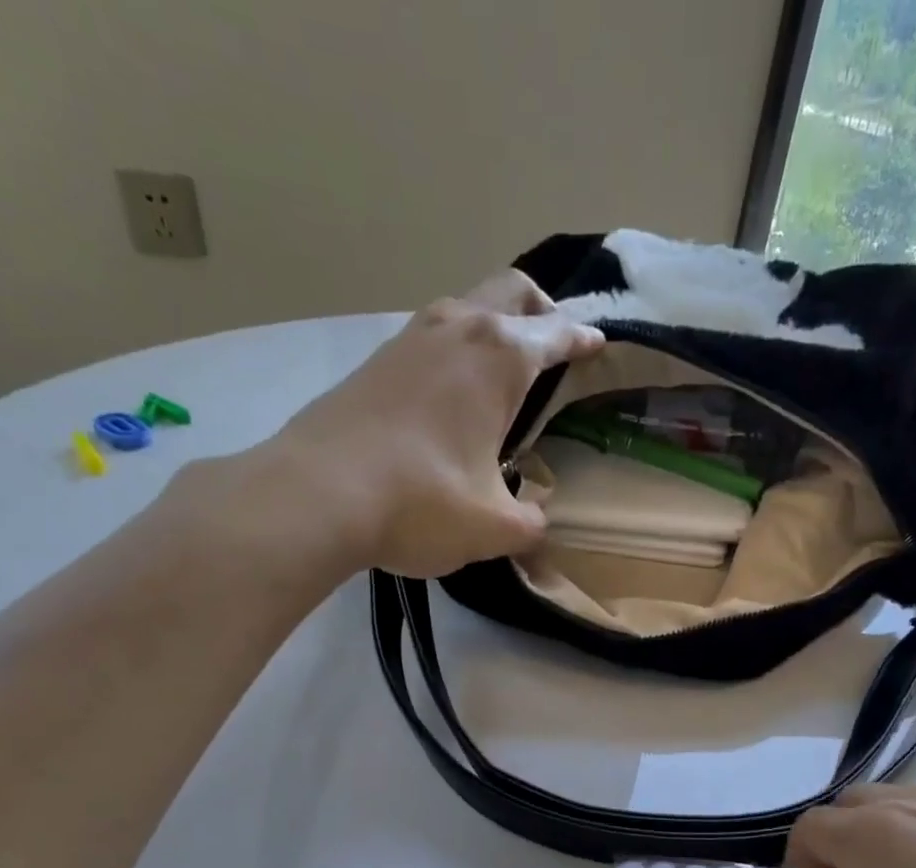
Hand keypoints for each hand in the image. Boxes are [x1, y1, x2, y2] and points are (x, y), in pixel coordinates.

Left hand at [177, 270, 603, 580]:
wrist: (317, 494)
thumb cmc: (422, 503)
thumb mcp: (495, 527)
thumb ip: (531, 522)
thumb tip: (538, 517)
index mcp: (500, 358)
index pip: (556, 334)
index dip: (583, 339)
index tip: (598, 343)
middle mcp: (457, 330)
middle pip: (511, 290)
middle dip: (542, 309)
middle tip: (555, 338)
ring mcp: (409, 339)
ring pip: (466, 306)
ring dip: (494, 323)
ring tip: (504, 367)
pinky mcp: (375, 362)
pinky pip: (431, 336)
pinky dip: (456, 348)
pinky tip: (452, 392)